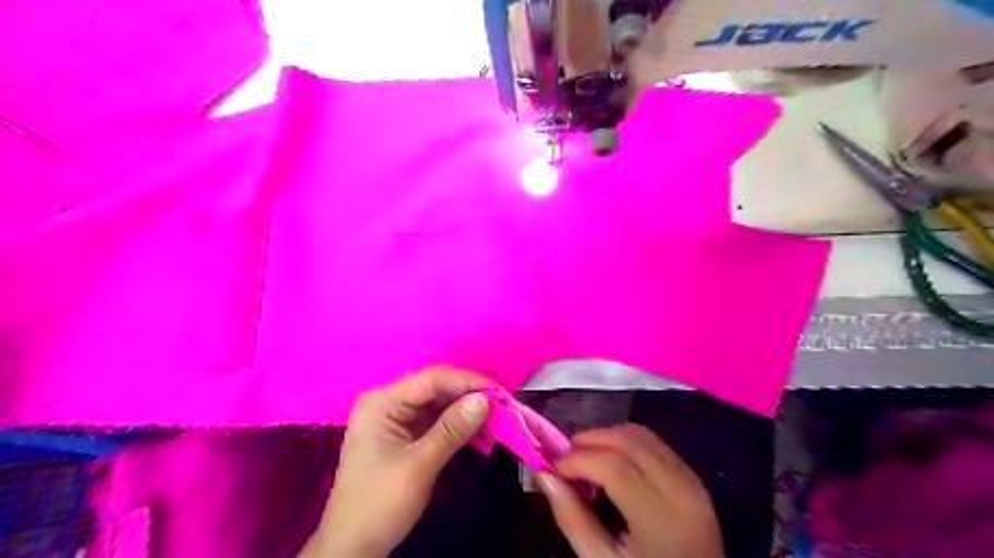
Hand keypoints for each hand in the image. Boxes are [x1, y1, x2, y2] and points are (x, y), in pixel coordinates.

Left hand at [314, 367, 492, 557]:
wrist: (352, 547)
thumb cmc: (379, 504)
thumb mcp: (419, 466)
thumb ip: (452, 429)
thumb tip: (486, 399)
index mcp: (383, 401)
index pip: (432, 379)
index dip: (469, 382)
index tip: (501, 392)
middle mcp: (389, 401)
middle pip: (437, 388)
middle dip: (471, 396)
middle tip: (505, 406)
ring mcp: (396, 417)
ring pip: (440, 403)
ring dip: (468, 411)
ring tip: (499, 419)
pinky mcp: (405, 433)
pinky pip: (437, 420)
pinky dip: (459, 425)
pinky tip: (481, 431)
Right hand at [536, 424, 722, 557]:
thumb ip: (572, 519)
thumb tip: (543, 474)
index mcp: (661, 519)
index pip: (614, 466)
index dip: (579, 459)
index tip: (553, 467)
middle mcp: (681, 490)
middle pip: (629, 441)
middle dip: (590, 439)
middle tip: (565, 457)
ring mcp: (692, 481)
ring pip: (642, 435)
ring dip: (607, 436)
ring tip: (584, 456)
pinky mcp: (693, 478)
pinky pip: (655, 444)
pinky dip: (626, 442)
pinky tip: (610, 460)